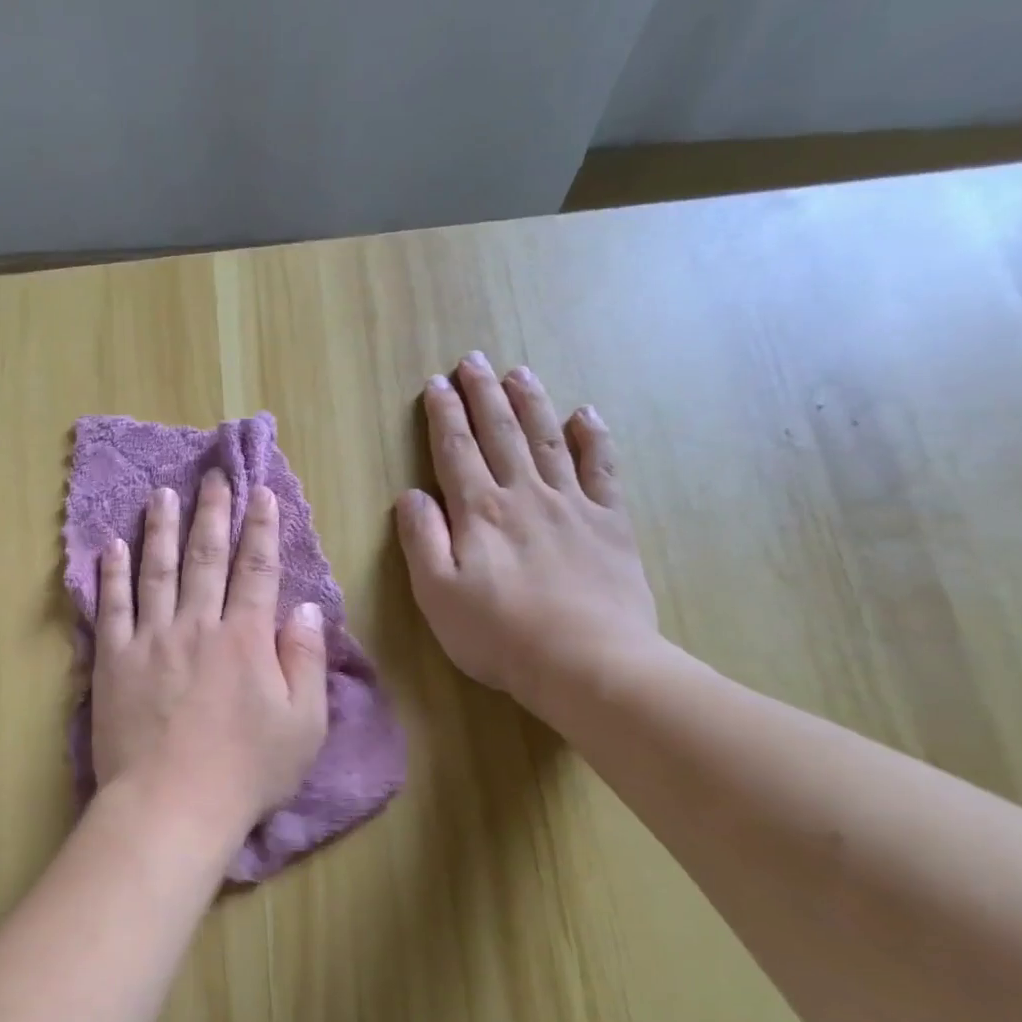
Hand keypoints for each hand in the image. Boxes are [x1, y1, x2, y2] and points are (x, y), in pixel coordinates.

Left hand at [92, 470, 329, 844]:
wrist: (170, 804)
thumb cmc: (245, 772)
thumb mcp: (302, 724)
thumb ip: (306, 661)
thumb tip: (308, 610)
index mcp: (246, 638)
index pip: (257, 570)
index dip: (262, 528)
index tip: (262, 494)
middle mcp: (198, 625)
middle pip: (206, 557)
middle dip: (213, 513)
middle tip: (213, 476)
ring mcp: (151, 639)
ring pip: (157, 570)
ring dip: (161, 528)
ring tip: (164, 494)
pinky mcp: (114, 659)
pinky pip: (111, 606)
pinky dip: (112, 573)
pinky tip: (113, 546)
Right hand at [397, 352, 658, 712]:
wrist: (587, 662)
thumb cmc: (498, 634)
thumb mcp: (436, 593)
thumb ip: (421, 539)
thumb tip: (411, 495)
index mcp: (479, 512)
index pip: (455, 451)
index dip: (444, 415)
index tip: (436, 384)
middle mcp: (524, 495)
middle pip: (501, 433)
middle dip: (483, 395)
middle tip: (473, 360)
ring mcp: (572, 505)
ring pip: (548, 440)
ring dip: (530, 403)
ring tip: (518, 373)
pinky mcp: (609, 523)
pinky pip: (601, 468)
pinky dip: (592, 438)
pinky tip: (585, 415)